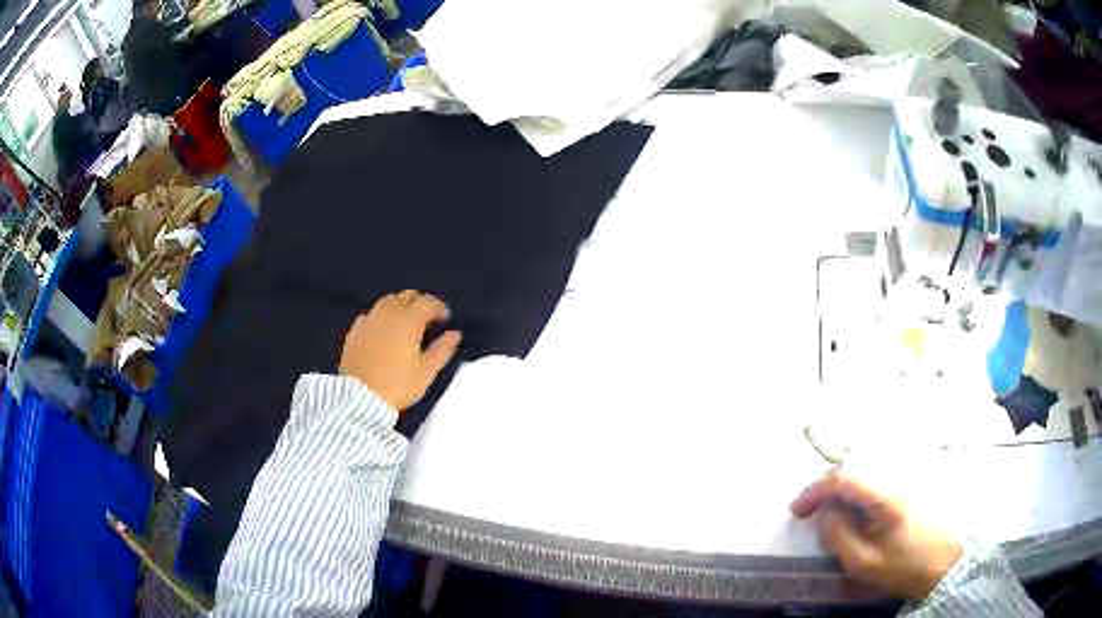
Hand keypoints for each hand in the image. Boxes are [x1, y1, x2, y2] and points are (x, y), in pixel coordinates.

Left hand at [339, 290, 461, 411]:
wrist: (360, 398)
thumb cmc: (398, 384)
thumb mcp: (426, 371)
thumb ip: (443, 349)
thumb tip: (455, 334)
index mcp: (409, 321)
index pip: (427, 302)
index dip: (439, 307)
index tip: (445, 320)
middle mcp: (388, 314)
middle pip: (407, 296)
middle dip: (420, 303)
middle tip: (427, 320)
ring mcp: (369, 320)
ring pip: (387, 301)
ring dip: (400, 306)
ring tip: (405, 323)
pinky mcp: (355, 331)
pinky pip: (371, 314)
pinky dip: (381, 317)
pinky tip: (383, 330)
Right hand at [790, 469, 960, 601]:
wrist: (947, 563)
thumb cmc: (906, 566)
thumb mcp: (865, 563)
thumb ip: (839, 537)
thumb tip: (824, 515)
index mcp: (885, 496)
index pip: (844, 477)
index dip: (815, 490)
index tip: (796, 511)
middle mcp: (896, 477)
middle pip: (854, 467)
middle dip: (825, 487)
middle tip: (808, 510)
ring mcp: (906, 478)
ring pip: (865, 470)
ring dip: (841, 486)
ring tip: (828, 510)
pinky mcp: (910, 486)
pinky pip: (877, 478)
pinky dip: (857, 488)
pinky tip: (853, 507)